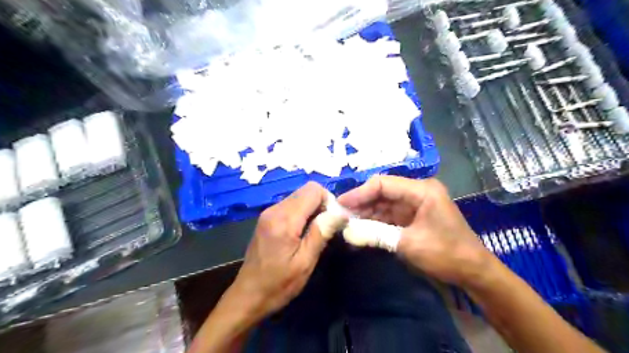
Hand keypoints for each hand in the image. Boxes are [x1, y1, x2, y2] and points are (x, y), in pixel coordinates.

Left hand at [229, 182, 342, 322]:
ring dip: (312, 208)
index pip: (313, 190)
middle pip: (306, 190)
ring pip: (298, 196)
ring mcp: (268, 212)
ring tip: (315, 231)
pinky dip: (302, 212)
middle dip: (321, 203)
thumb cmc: (278, 284)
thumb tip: (341, 212)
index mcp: (284, 220)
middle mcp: (274, 210)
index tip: (332, 220)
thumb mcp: (305, 262)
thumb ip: (321, 232)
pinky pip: (290, 205)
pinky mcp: (266, 218)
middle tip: (326, 227)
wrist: (248, 295)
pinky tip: (302, 232)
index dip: (328, 201)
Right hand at [339, 175, 490, 287]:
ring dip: (366, 213)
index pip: (383, 184)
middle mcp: (417, 192)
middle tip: (340, 214)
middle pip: (382, 192)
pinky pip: (389, 214)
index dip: (359, 193)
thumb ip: (376, 234)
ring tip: (346, 222)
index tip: (340, 204)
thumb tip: (347, 232)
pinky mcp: (413, 216)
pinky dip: (375, 222)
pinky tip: (360, 228)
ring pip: (383, 203)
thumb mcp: (408, 244)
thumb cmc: (446, 254)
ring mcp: (415, 204)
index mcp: (421, 190)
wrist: (473, 272)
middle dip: (361, 203)